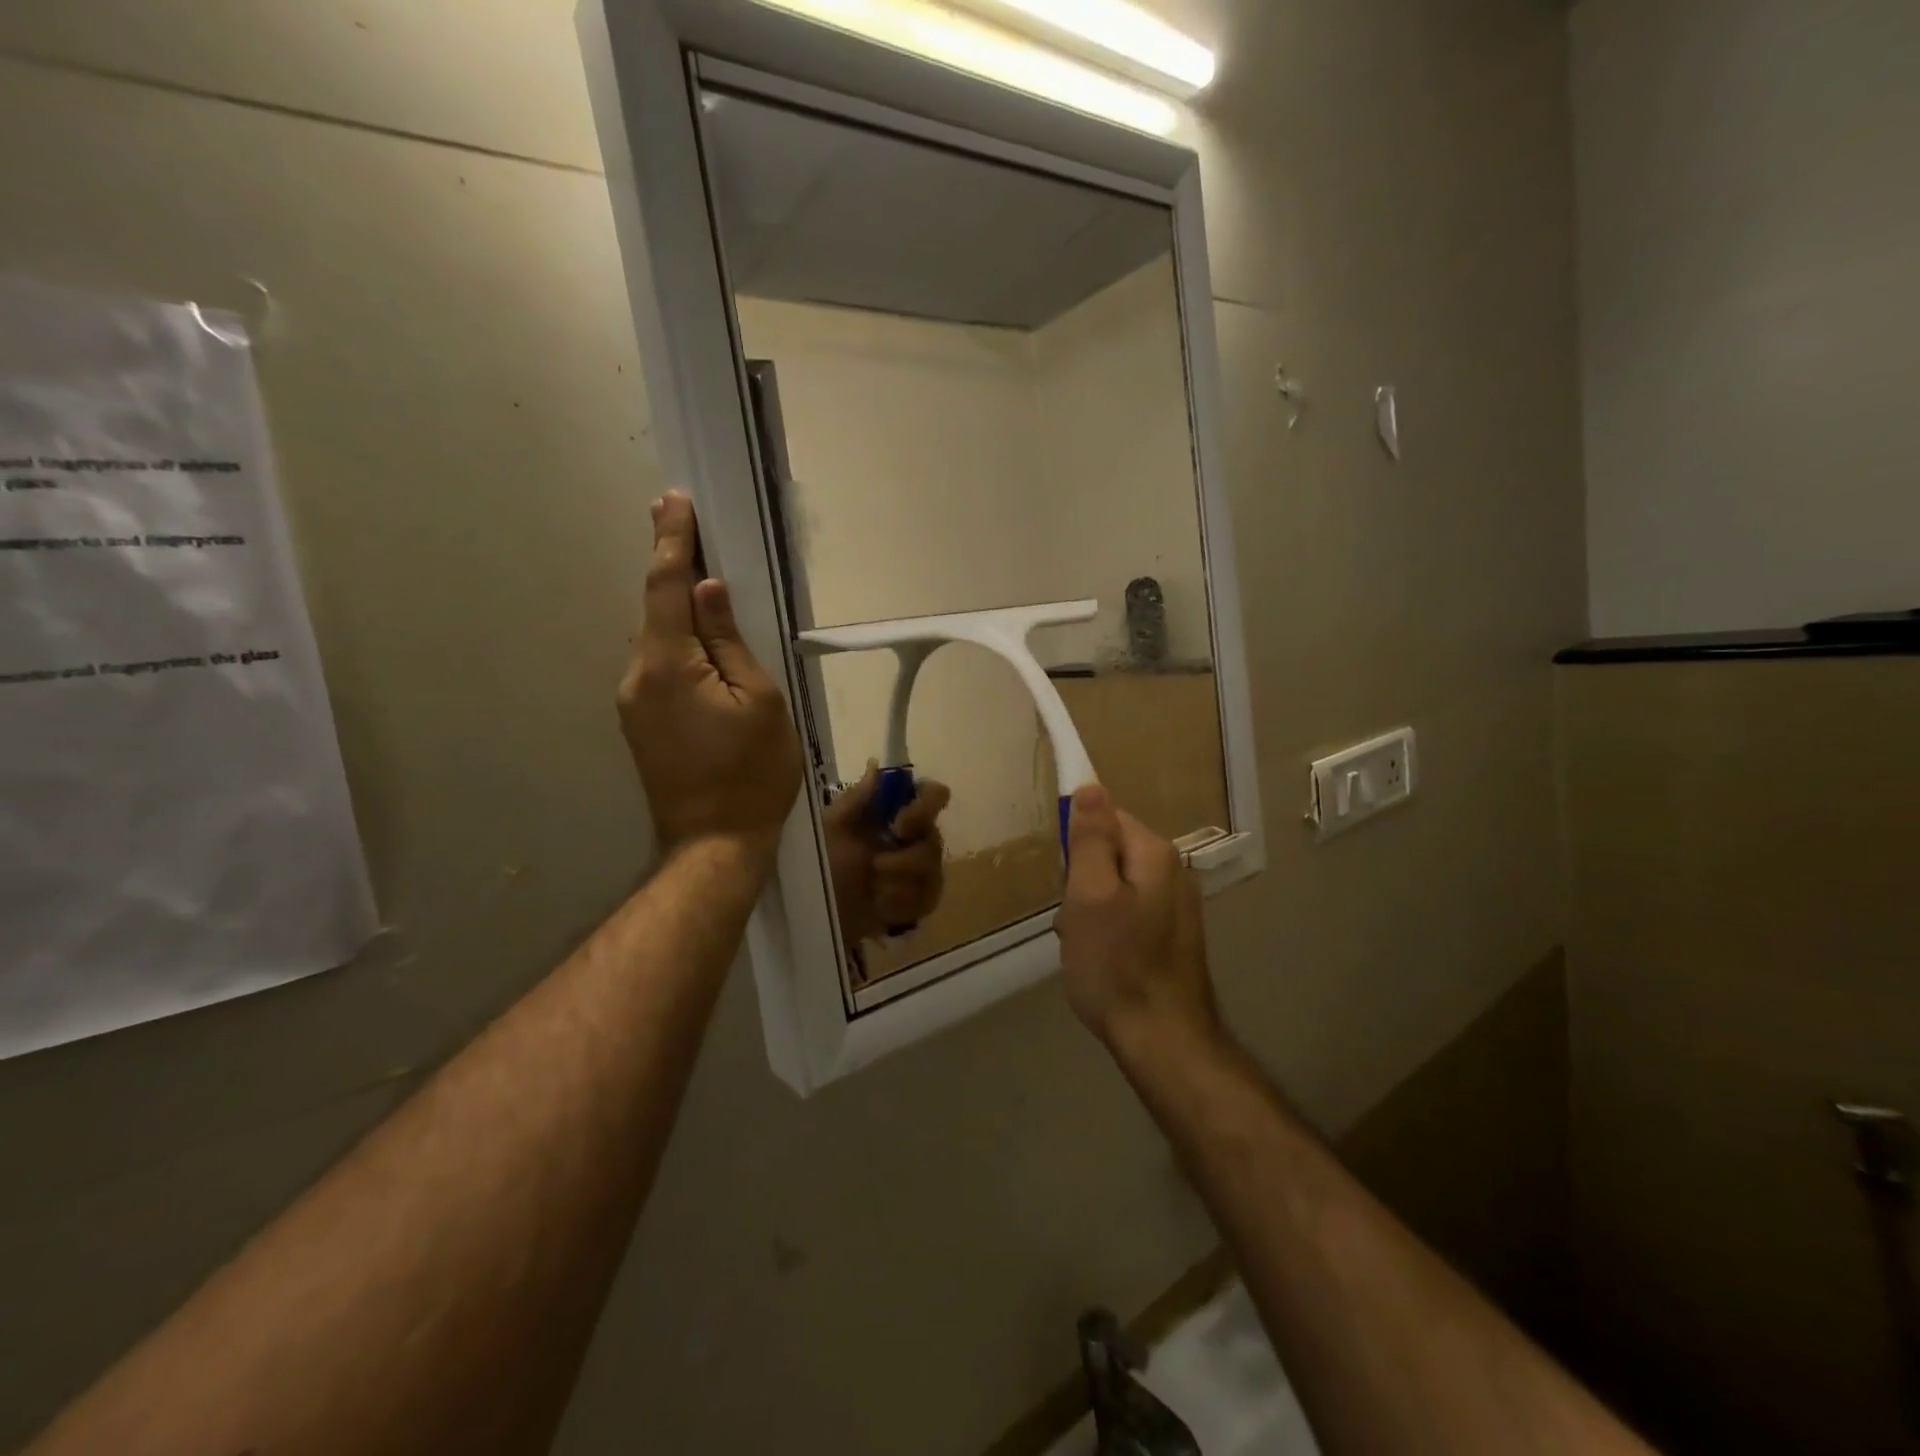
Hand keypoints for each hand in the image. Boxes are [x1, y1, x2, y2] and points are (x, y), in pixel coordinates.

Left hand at [618, 491, 801, 861]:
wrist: (713, 843)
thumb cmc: (752, 772)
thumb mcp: (761, 700)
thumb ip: (731, 641)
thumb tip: (710, 590)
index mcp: (669, 665)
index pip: (666, 587)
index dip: (672, 541)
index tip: (673, 500)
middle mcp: (638, 676)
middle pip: (657, 611)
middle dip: (674, 569)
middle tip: (690, 528)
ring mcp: (633, 702)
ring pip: (659, 641)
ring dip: (679, 611)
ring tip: (707, 587)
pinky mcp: (640, 722)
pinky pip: (660, 668)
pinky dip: (679, 645)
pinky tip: (703, 648)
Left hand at [824, 764, 950, 943]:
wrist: (812, 911)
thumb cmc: (821, 862)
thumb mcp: (831, 829)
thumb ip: (857, 799)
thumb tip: (876, 764)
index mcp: (894, 812)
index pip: (934, 795)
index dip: (926, 807)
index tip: (899, 826)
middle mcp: (914, 837)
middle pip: (934, 840)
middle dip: (905, 859)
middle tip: (876, 866)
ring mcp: (920, 871)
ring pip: (933, 873)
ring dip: (899, 884)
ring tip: (872, 890)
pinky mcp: (919, 901)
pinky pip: (926, 900)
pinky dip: (901, 904)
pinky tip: (880, 906)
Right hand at [1055, 784, 1218, 1060]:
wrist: (1163, 1039)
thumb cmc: (1116, 964)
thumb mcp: (1089, 896)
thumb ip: (1090, 839)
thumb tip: (1090, 786)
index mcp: (1154, 854)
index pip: (1107, 816)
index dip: (1076, 840)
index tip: (1063, 875)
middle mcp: (1173, 871)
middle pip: (1112, 850)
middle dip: (1082, 877)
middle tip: (1070, 915)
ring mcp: (1177, 905)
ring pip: (1116, 884)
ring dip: (1091, 905)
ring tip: (1080, 941)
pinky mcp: (1173, 934)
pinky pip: (1129, 911)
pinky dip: (1108, 926)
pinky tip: (1099, 955)